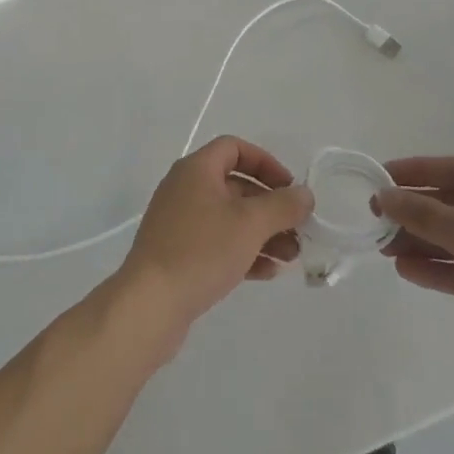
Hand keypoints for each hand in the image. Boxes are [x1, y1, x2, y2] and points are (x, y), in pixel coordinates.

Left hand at [115, 135, 312, 343]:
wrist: (149, 305)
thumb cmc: (201, 251)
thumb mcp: (250, 224)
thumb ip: (282, 205)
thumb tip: (304, 194)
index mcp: (196, 170)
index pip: (235, 149)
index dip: (265, 163)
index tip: (289, 188)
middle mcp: (185, 189)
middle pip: (235, 186)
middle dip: (270, 206)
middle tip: (298, 229)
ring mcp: (179, 223)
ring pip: (229, 218)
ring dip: (262, 233)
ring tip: (291, 256)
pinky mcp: (178, 254)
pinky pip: (217, 243)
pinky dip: (243, 251)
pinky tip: (268, 272)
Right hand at [376, 156, 453, 395]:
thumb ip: (423, 212)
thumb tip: (385, 197)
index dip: (417, 170)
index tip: (382, 176)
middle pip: (453, 205)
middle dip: (415, 211)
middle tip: (377, 217)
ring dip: (419, 241)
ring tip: (384, 247)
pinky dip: (434, 267)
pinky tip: (405, 270)